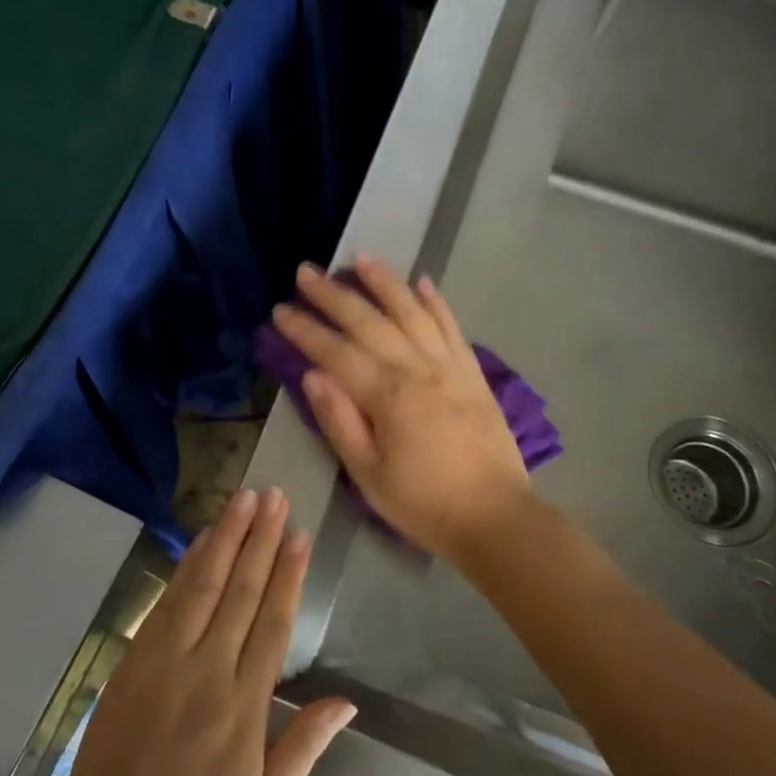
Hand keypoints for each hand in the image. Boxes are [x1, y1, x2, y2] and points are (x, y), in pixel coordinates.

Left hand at [54, 489, 355, 775]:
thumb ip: (303, 748)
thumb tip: (346, 703)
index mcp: (244, 707)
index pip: (272, 625)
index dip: (287, 575)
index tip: (299, 535)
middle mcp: (208, 669)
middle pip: (240, 591)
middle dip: (260, 539)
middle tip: (275, 496)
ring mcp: (168, 658)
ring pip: (204, 584)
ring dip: (226, 538)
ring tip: (244, 499)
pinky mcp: (137, 655)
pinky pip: (169, 599)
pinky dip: (189, 564)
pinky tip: (203, 539)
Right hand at [272, 257, 533, 562]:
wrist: (496, 518)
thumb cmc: (423, 504)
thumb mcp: (368, 475)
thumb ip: (339, 421)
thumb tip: (312, 375)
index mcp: (386, 396)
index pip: (335, 352)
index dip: (305, 329)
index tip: (280, 309)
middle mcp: (417, 369)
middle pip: (369, 321)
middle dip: (334, 294)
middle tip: (306, 271)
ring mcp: (449, 366)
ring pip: (412, 312)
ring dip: (385, 282)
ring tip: (361, 258)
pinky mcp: (473, 374)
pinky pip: (452, 327)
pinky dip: (436, 302)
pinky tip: (422, 282)